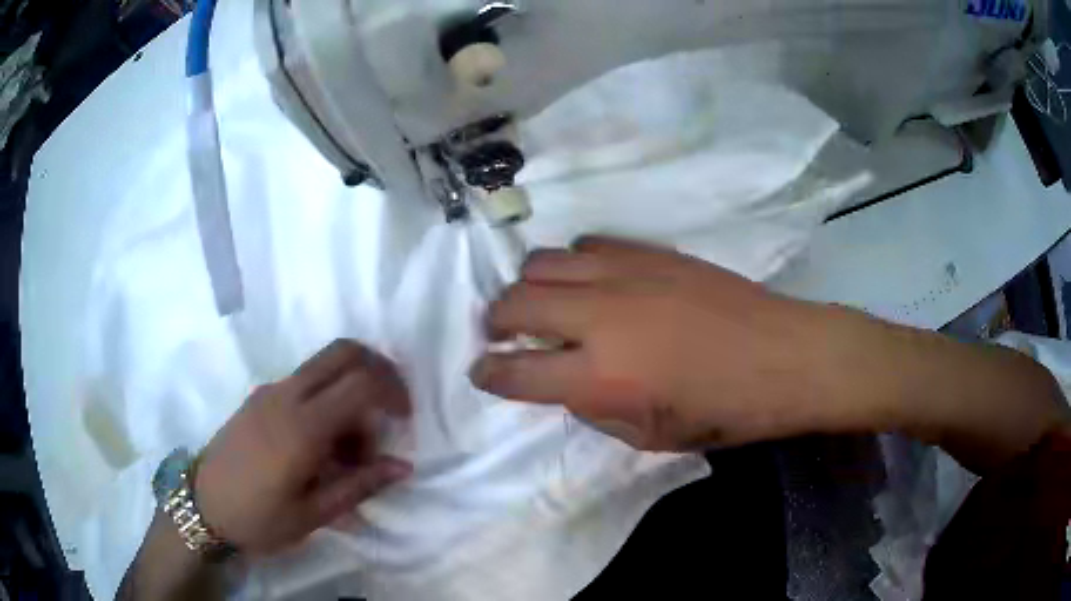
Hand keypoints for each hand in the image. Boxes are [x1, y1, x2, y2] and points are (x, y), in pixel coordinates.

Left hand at [194, 340, 411, 555]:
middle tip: (391, 408)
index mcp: (302, 427)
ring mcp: (269, 391)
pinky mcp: (259, 397)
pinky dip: (327, 399)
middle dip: (378, 370)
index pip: (360, 382)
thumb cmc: (258, 518)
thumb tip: (402, 466)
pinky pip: (304, 382)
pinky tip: (323, 446)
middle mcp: (286, 395)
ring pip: (324, 366)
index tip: (404, 420)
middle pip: (343, 351)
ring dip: (350, 391)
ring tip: (351, 450)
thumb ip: (360, 485)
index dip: (392, 391)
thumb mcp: (313, 515)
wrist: (203, 506)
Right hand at [470, 237, 860, 450]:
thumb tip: (566, 381)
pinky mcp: (650, 251)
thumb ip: (594, 409)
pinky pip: (588, 243)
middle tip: (501, 335)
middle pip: (515, 303)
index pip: (516, 372)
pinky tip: (591, 281)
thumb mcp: (649, 438)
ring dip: (530, 286)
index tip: (482, 372)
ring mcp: (625, 274)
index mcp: (601, 377)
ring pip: (543, 262)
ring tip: (542, 304)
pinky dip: (574, 263)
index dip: (489, 373)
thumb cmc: (724, 412)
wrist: (783, 356)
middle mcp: (600, 318)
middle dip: (495, 322)